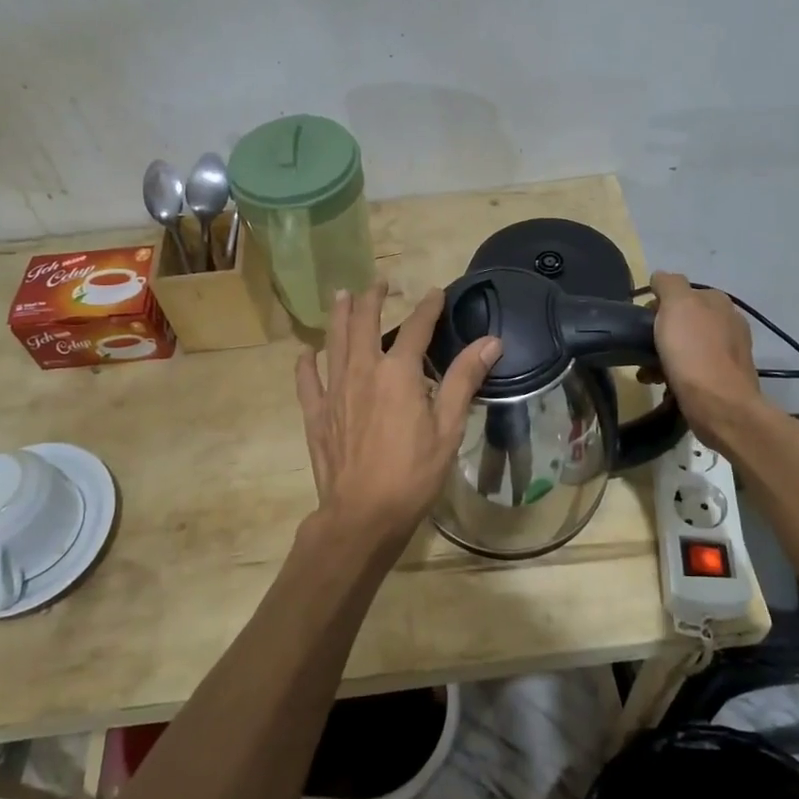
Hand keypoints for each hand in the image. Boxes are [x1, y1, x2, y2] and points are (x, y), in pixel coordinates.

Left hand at [295, 282, 500, 562]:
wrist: (363, 515)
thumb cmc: (413, 473)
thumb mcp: (448, 428)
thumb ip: (464, 379)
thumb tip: (491, 341)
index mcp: (398, 373)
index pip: (415, 328)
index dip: (427, 307)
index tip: (435, 292)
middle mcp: (362, 371)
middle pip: (364, 324)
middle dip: (372, 299)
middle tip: (378, 284)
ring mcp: (334, 391)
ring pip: (334, 342)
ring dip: (339, 316)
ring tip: (341, 296)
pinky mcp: (317, 414)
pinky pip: (307, 381)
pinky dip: (306, 363)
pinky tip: (306, 352)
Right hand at [647, 272, 762, 450]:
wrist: (719, 404)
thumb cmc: (693, 351)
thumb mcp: (676, 305)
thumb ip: (668, 284)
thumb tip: (661, 277)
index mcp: (718, 301)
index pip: (682, 292)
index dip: (658, 304)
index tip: (643, 322)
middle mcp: (729, 322)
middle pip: (684, 320)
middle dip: (661, 332)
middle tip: (643, 347)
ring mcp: (730, 352)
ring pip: (687, 346)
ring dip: (664, 356)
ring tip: (647, 372)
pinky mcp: (725, 379)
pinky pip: (693, 369)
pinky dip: (675, 374)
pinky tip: (662, 385)